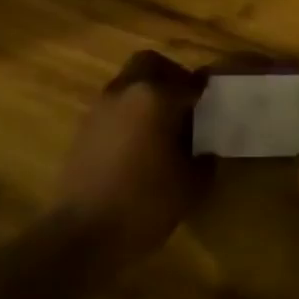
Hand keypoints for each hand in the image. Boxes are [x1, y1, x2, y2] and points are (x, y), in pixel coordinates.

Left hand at [51, 51, 208, 269]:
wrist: (82, 234)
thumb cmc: (144, 204)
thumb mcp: (190, 186)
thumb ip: (204, 159)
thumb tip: (206, 149)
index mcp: (155, 97)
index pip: (189, 82)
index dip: (205, 92)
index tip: (215, 104)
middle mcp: (125, 91)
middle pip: (150, 64)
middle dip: (171, 76)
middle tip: (186, 103)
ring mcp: (100, 108)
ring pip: (128, 83)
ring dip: (146, 94)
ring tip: (163, 127)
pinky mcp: (84, 128)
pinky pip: (114, 107)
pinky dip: (129, 114)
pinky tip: (140, 144)